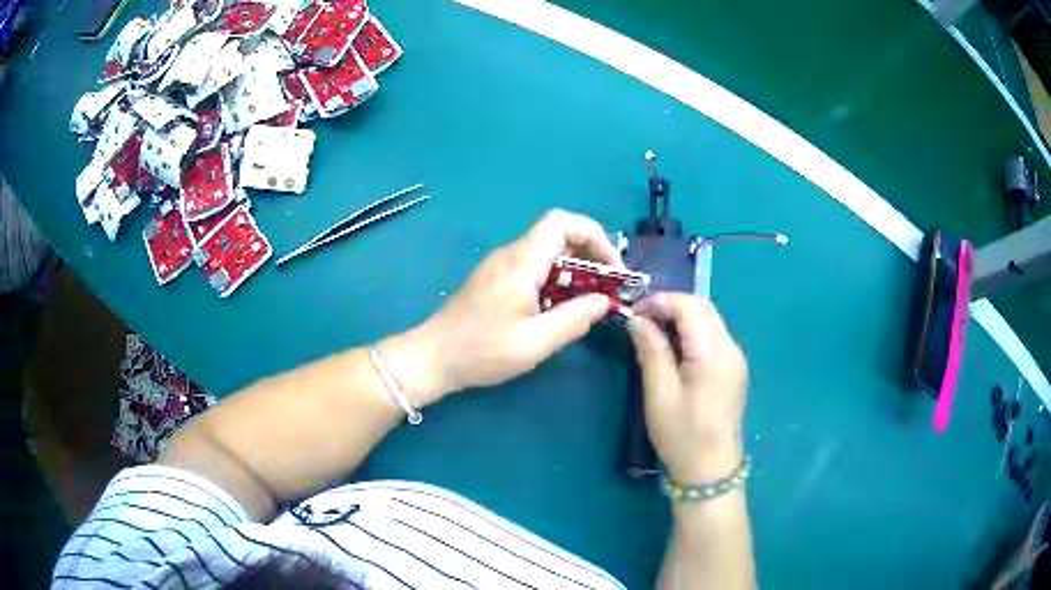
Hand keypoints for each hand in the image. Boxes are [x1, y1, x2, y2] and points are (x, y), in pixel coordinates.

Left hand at [384, 210, 621, 404]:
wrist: (433, 357)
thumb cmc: (481, 352)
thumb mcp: (534, 343)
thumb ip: (574, 319)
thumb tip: (605, 301)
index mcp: (521, 263)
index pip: (561, 222)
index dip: (593, 235)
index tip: (611, 266)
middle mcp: (510, 254)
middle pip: (557, 233)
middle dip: (589, 253)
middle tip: (607, 285)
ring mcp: (500, 265)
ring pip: (547, 250)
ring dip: (574, 268)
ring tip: (590, 299)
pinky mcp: (495, 278)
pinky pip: (533, 265)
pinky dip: (556, 278)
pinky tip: (560, 306)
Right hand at [627, 293, 747, 483]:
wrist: (711, 470)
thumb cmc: (682, 435)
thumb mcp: (659, 393)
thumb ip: (651, 350)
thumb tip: (637, 320)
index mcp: (713, 352)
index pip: (689, 305)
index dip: (659, 302)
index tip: (633, 315)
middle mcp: (730, 347)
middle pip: (702, 307)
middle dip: (670, 306)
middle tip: (641, 322)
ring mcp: (735, 358)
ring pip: (709, 319)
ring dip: (681, 318)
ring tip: (653, 334)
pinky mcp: (734, 369)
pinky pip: (713, 336)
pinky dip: (691, 332)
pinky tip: (673, 350)